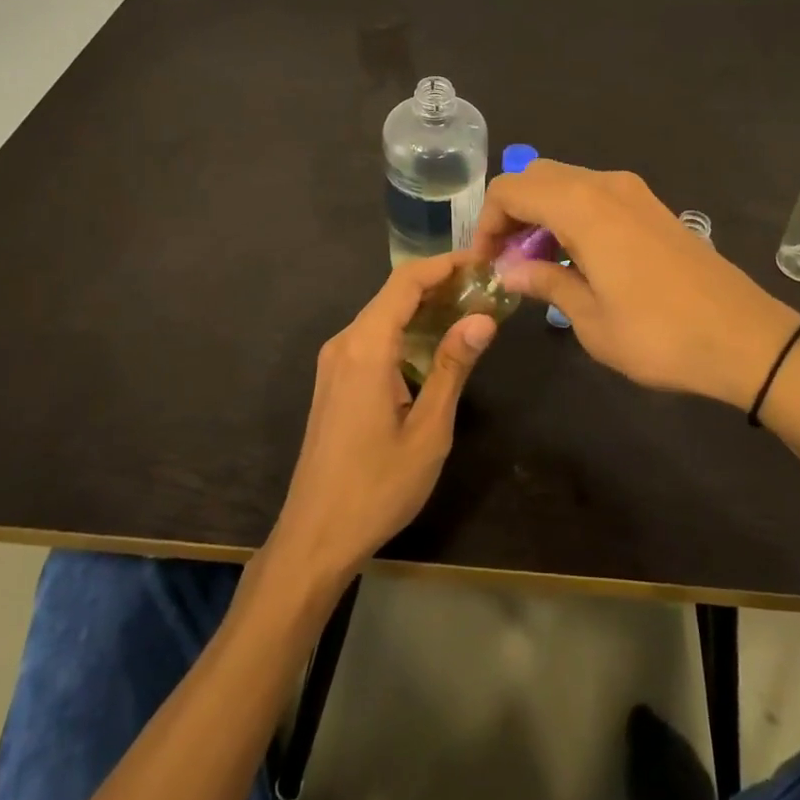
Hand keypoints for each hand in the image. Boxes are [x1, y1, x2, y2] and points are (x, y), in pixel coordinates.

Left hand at [266, 253, 495, 587]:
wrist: (315, 537)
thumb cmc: (377, 487)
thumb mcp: (428, 431)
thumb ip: (453, 367)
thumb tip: (483, 318)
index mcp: (365, 348)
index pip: (406, 282)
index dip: (444, 265)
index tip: (481, 262)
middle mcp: (344, 343)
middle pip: (393, 294)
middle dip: (438, 284)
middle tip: (484, 288)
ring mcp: (334, 362)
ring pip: (382, 316)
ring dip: (422, 308)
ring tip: (468, 310)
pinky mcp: (334, 380)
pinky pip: (372, 338)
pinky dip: (404, 330)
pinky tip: (433, 345)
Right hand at [473, 161, 799, 410]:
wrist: (745, 337)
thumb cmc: (659, 334)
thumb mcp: (590, 319)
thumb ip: (545, 282)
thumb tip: (509, 270)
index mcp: (582, 206)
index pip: (511, 190)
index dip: (487, 222)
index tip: (485, 263)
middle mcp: (605, 185)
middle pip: (536, 176)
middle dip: (511, 212)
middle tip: (506, 260)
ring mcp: (633, 192)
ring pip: (566, 181)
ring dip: (541, 212)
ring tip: (536, 262)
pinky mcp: (651, 206)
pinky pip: (594, 194)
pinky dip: (570, 213)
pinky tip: (576, 257)